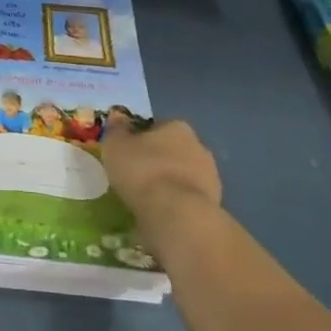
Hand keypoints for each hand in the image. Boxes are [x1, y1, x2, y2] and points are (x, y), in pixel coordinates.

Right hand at [102, 120, 221, 218]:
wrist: (177, 213)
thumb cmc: (142, 171)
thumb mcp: (116, 146)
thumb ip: (116, 130)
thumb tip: (118, 116)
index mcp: (177, 127)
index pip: (156, 127)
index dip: (140, 139)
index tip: (127, 154)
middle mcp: (199, 146)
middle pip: (172, 150)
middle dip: (157, 161)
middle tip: (136, 176)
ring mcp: (210, 176)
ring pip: (182, 175)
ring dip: (169, 183)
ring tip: (147, 199)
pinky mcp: (214, 203)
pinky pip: (188, 198)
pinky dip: (176, 203)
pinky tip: (161, 213)